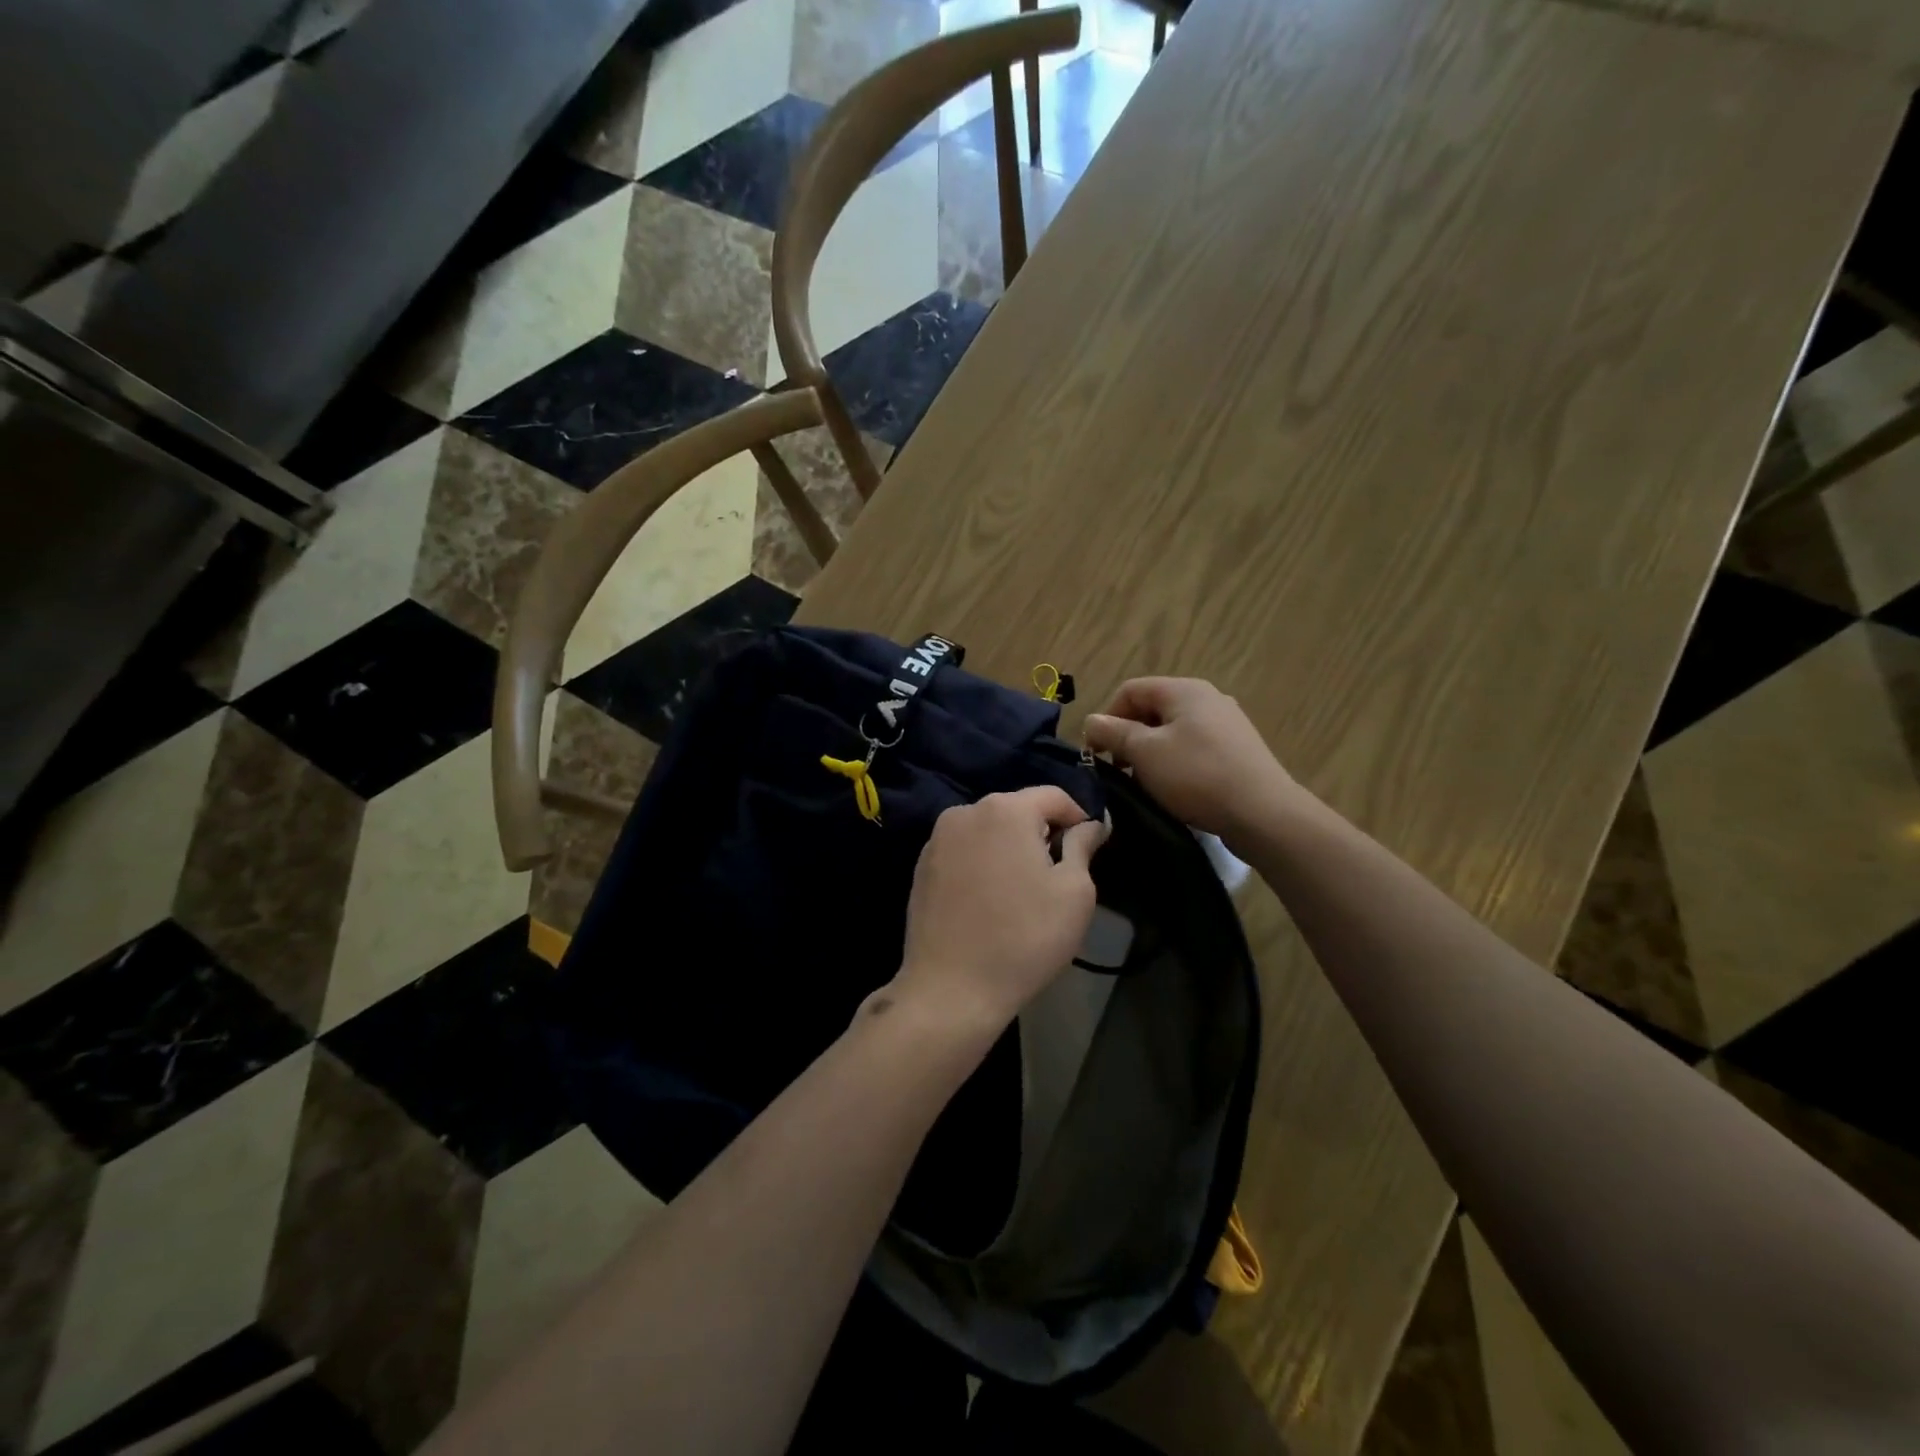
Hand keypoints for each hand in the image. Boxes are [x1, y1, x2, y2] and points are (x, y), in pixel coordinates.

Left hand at [892, 787, 1107, 1036]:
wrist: (952, 989)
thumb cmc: (1025, 938)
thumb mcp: (1074, 892)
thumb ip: (1083, 847)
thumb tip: (1091, 824)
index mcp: (1005, 809)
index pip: (1054, 796)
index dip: (1079, 817)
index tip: (1090, 848)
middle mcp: (966, 812)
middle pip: (1018, 809)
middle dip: (1042, 832)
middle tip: (1058, 873)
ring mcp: (937, 839)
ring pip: (988, 830)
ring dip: (1010, 847)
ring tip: (1023, 889)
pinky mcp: (921, 866)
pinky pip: (964, 850)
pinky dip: (983, 862)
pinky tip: (990, 900)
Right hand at [1083, 678, 1300, 842]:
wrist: (1263, 813)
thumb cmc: (1196, 776)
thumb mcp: (1145, 753)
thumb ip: (1114, 733)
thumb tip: (1092, 720)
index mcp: (1183, 689)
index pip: (1130, 690)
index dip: (1107, 717)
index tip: (1098, 752)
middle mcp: (1207, 697)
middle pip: (1152, 708)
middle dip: (1129, 737)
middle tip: (1119, 770)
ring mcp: (1226, 723)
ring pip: (1173, 730)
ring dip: (1151, 753)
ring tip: (1145, 783)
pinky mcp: (1238, 749)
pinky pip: (1194, 747)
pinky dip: (1176, 762)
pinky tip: (1175, 789)